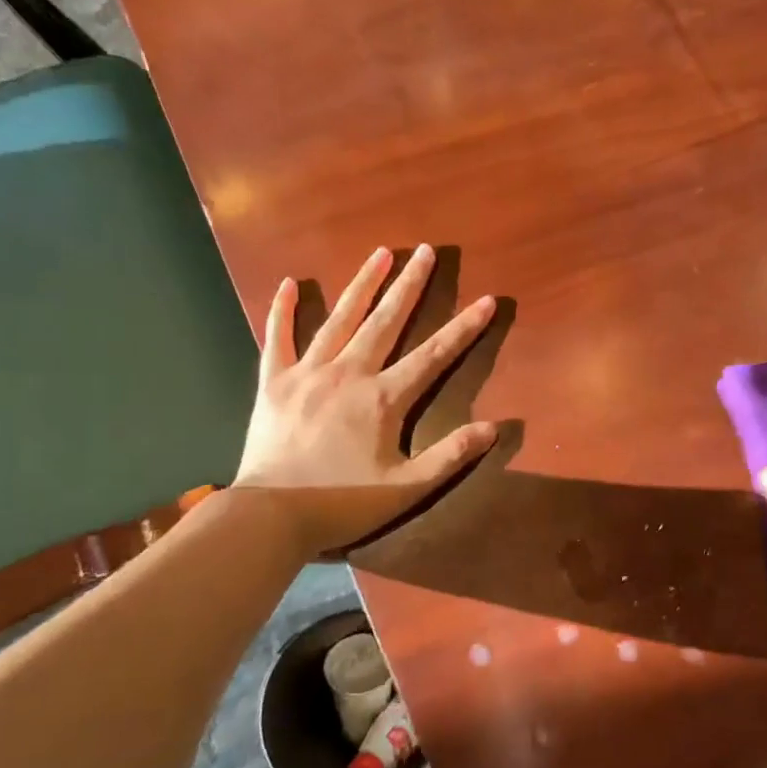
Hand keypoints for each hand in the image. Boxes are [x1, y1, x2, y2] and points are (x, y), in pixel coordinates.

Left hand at [234, 246, 498, 555]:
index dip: (464, 328)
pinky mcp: (274, 383)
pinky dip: (283, 311)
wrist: (271, 516)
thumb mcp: (407, 488)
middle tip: (425, 251)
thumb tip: (494, 427)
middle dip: (410, 285)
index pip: (434, 355)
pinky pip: (278, 338)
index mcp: (383, 399)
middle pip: (386, 321)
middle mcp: (348, 374)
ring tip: (380, 253)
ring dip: (362, 284)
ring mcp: (308, 373)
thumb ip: (450, 455)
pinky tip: (290, 283)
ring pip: (340, 319)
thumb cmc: (343, 504)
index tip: (486, 300)